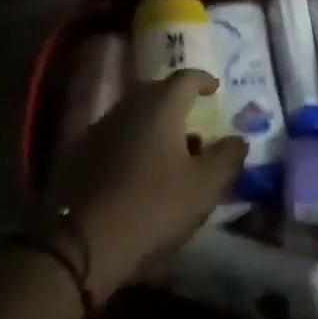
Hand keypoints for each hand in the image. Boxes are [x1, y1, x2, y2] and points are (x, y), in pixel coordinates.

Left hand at [51, 70, 246, 291]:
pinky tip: (137, 169)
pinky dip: (131, 143)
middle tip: (194, 118)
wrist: (80, 240)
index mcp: (160, 105)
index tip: (215, 88)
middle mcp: (128, 106)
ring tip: (169, 148)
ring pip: (133, 114)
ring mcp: (99, 128)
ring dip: (153, 123)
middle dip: (177, 100)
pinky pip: (115, 137)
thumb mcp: (204, 186)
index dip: (203, 80)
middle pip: (156, 91)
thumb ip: (227, 157)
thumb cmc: (153, 204)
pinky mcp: (78, 154)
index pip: (186, 78)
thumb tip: (239, 138)